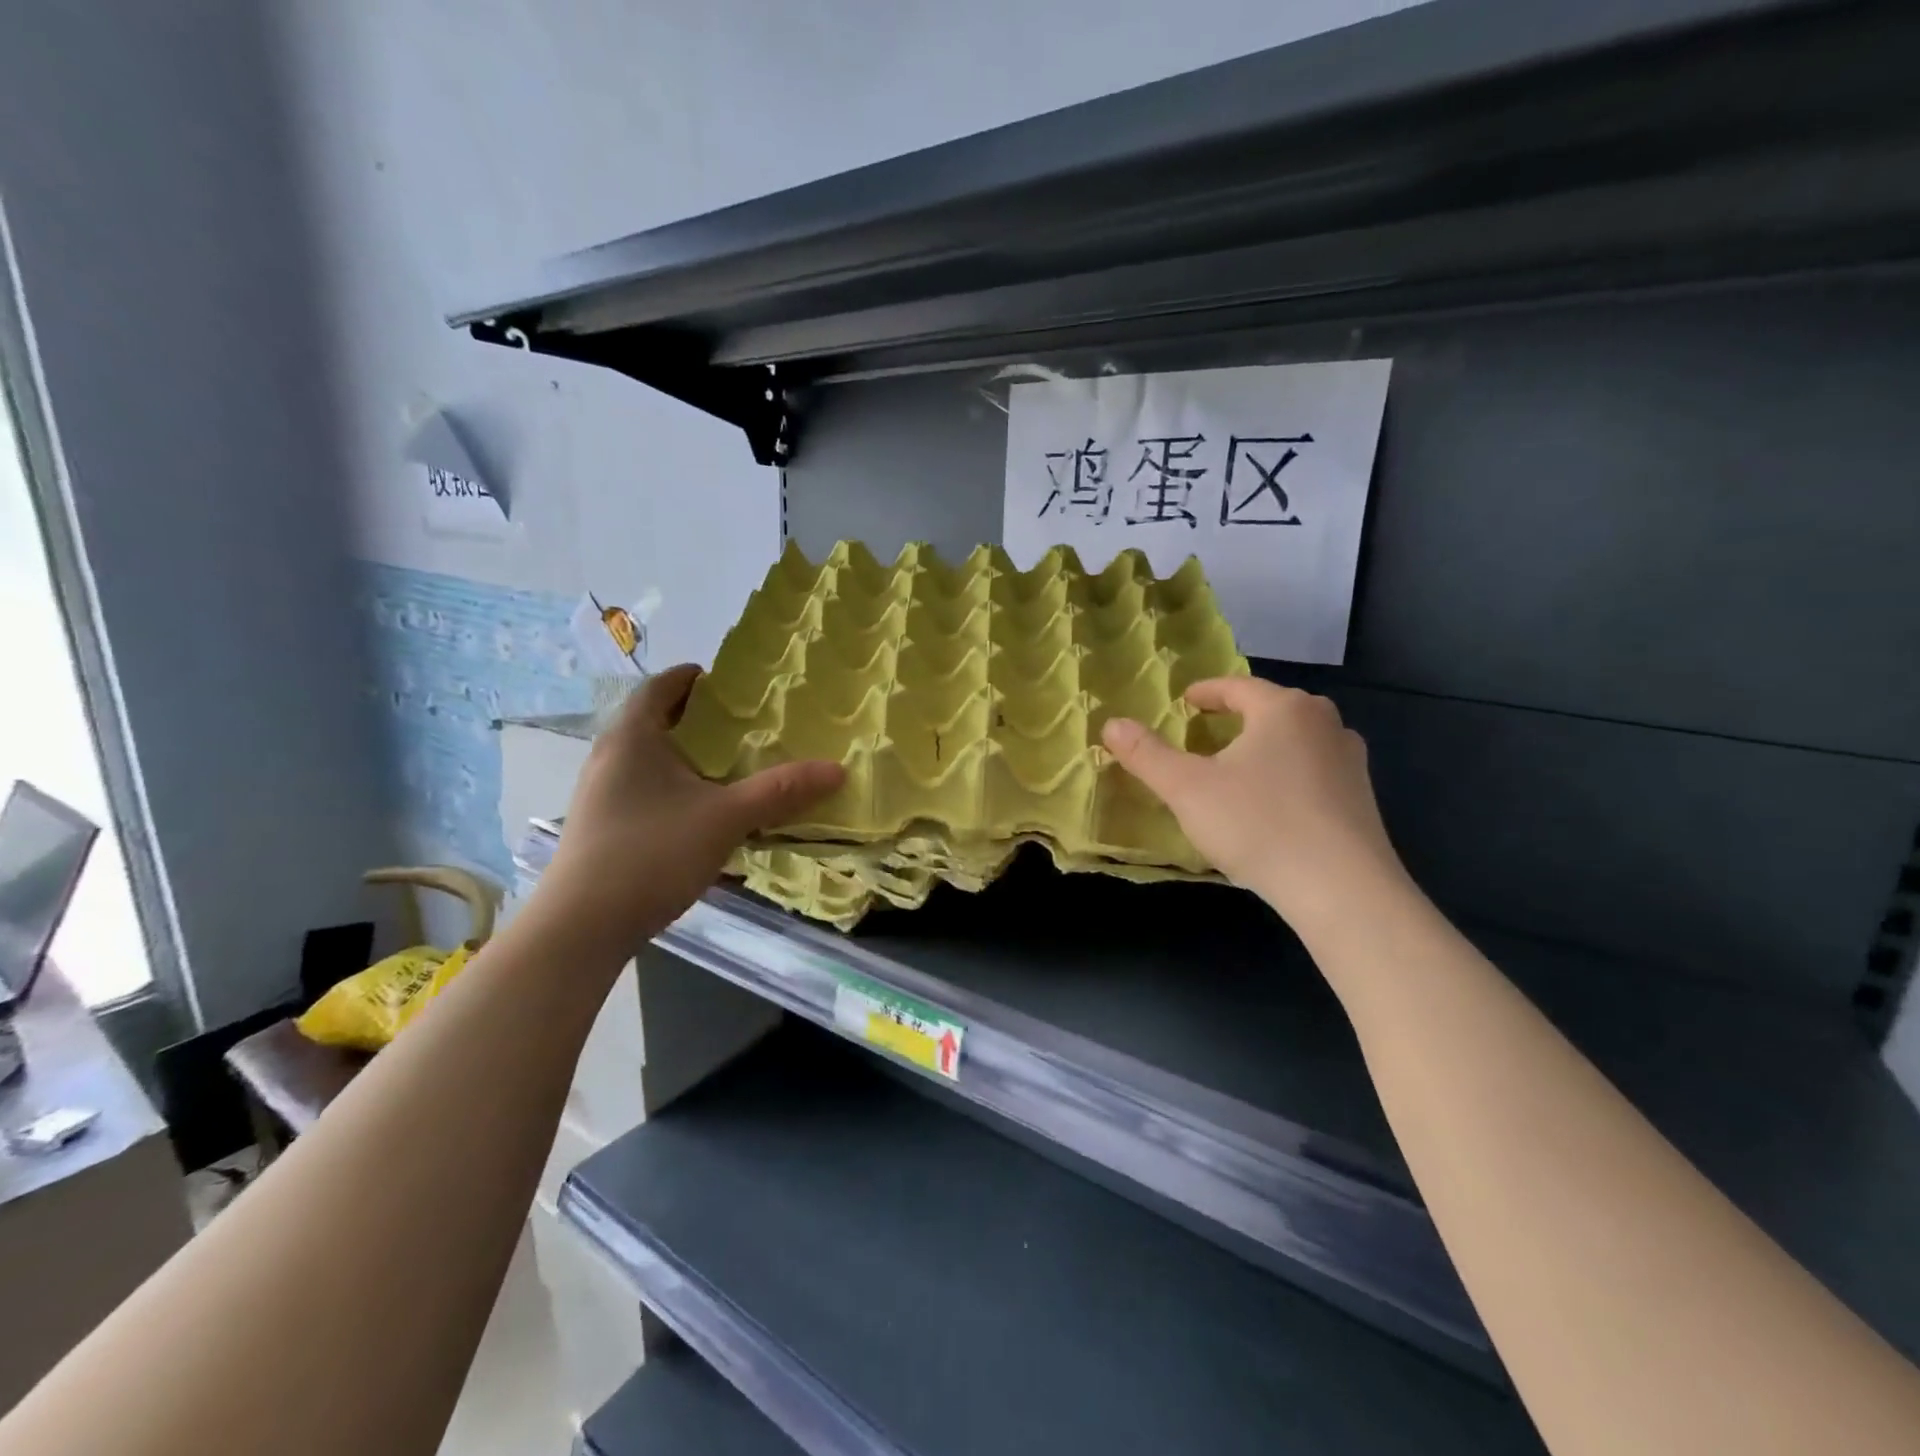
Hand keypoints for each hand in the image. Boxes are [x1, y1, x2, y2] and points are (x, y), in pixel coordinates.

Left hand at [528, 664, 844, 958]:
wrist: (582, 928)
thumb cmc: (652, 853)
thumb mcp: (726, 818)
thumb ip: (780, 791)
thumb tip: (837, 769)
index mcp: (632, 737)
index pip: (661, 686)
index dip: (694, 678)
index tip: (730, 685)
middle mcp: (609, 756)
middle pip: (655, 721)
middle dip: (698, 720)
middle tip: (743, 727)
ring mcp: (600, 794)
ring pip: (649, 759)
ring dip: (686, 757)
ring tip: (729, 769)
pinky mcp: (601, 827)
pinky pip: (643, 789)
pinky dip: (674, 787)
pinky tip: (701, 814)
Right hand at [1102, 678, 1408, 937]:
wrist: (1342, 890)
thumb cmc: (1258, 825)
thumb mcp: (1187, 789)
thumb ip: (1147, 754)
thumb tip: (1111, 724)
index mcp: (1283, 709)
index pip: (1237, 687)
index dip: (1205, 692)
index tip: (1184, 702)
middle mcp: (1324, 723)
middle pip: (1271, 709)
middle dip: (1237, 717)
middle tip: (1206, 732)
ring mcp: (1350, 761)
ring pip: (1296, 740)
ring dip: (1265, 746)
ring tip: (1238, 766)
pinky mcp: (1362, 799)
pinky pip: (1314, 771)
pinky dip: (1287, 775)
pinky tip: (1272, 804)